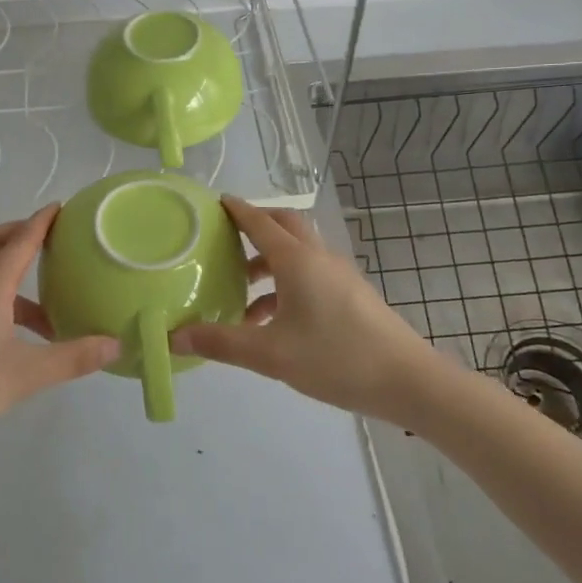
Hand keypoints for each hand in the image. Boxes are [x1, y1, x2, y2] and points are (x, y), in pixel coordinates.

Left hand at [0, 205, 118, 453]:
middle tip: (48, 237)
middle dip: (18, 232)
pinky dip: (2, 296)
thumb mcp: (27, 374)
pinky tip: (22, 332)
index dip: (40, 222)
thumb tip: (116, 344)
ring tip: (48, 295)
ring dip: (11, 268)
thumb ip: (73, 358)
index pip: (19, 241)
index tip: (60, 206)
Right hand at [170, 196, 439, 422]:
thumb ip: (221, 342)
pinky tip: (272, 321)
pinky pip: (310, 275)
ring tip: (240, 291)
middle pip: (284, 225)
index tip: (216, 202)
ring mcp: (338, 275)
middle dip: (256, 226)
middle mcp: (318, 257)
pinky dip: (286, 284)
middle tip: (227, 238)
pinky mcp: (351, 295)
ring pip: (298, 253)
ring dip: (269, 261)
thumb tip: (174, 336)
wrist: (407, 380)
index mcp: (297, 260)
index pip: (260, 222)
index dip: (237, 211)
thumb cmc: (335, 358)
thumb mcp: (270, 354)